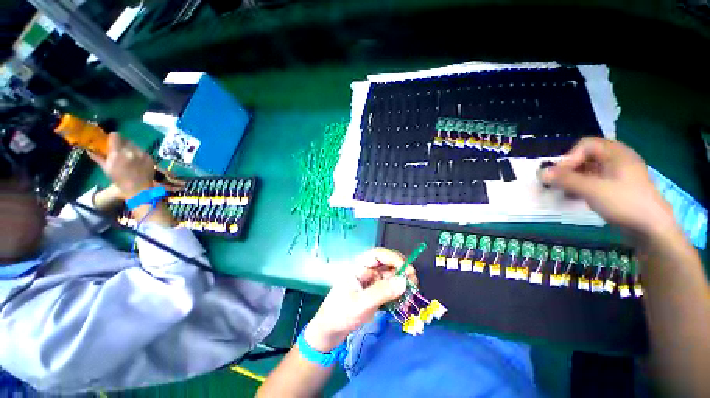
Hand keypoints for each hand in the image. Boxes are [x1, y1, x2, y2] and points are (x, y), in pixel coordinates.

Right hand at [88, 133, 154, 197]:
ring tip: (128, 155)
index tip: (111, 141)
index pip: (115, 135)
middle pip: (125, 139)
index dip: (113, 137)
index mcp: (118, 154)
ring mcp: (142, 154)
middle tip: (119, 149)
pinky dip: (138, 153)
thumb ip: (98, 157)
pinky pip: (142, 151)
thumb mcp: (106, 169)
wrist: (139, 189)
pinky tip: (136, 160)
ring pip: (134, 144)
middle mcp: (130, 151)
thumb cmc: (120, 180)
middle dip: (121, 143)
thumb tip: (89, 150)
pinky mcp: (150, 157)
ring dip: (130, 147)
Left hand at [304, 248, 417, 351]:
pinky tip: (404, 303)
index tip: (408, 270)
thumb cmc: (340, 314)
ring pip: (391, 277)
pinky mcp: (374, 293)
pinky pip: (390, 289)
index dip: (394, 258)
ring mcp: (371, 282)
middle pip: (387, 264)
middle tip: (414, 284)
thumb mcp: (361, 304)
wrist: (329, 332)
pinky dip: (398, 294)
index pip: (378, 254)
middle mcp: (367, 271)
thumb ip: (382, 292)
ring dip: (402, 284)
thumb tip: (404, 281)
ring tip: (411, 296)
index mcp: (359, 266)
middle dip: (402, 271)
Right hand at [540, 138, 675, 240]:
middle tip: (559, 183)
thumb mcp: (592, 190)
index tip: (560, 175)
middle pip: (587, 156)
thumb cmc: (624, 203)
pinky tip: (575, 197)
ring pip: (590, 169)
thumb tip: (540, 173)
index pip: (586, 145)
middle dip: (569, 169)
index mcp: (616, 153)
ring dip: (573, 179)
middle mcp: (618, 160)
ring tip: (564, 192)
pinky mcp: (618, 187)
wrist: (652, 229)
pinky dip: (582, 186)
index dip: (570, 157)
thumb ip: (566, 179)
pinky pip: (595, 180)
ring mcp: (619, 174)